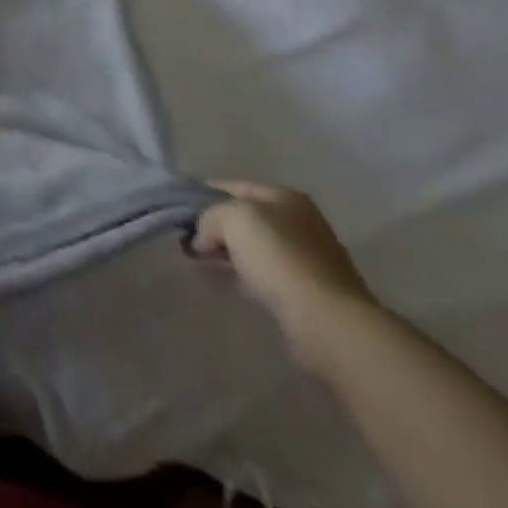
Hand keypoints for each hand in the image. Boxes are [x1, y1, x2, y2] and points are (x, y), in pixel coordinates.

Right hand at [190, 180, 377, 369]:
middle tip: (188, 241)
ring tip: (201, 263)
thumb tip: (201, 238)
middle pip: (244, 218)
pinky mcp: (309, 293)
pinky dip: (244, 275)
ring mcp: (308, 259)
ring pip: (253, 248)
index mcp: (285, 197)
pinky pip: (265, 275)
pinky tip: (228, 282)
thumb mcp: (232, 218)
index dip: (202, 195)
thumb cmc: (279, 257)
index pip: (232, 186)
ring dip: (228, 253)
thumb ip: (208, 216)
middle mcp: (300, 222)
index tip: (179, 212)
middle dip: (214, 227)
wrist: (327, 321)